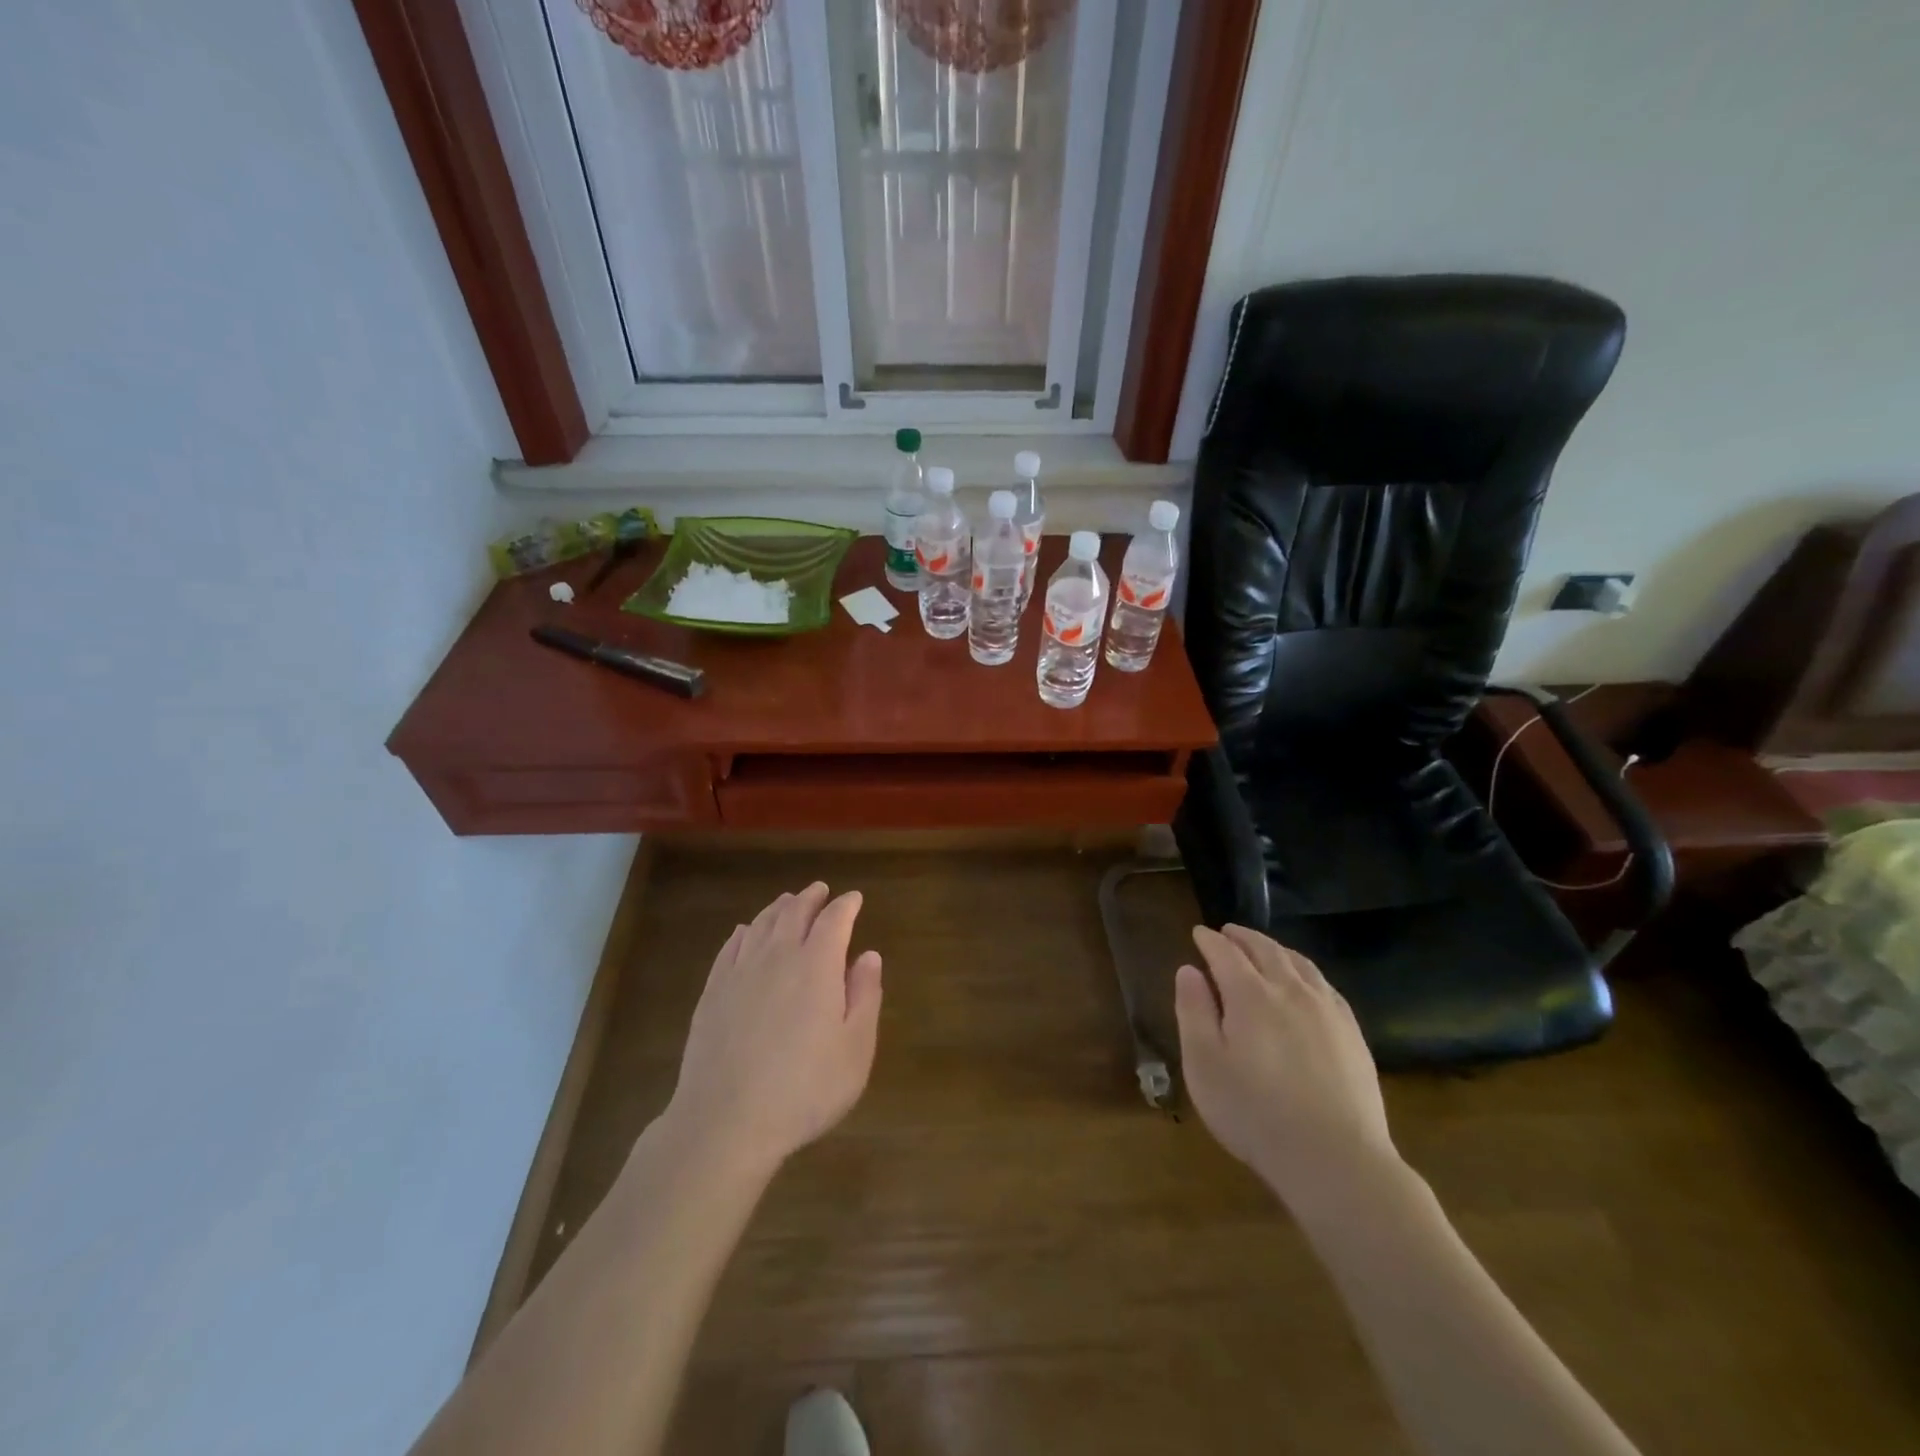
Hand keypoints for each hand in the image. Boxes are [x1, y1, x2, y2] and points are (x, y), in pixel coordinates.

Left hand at [665, 883, 882, 1175]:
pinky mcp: (712, 992)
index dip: (847, 906)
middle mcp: (778, 957)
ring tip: (788, 902)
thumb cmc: (804, 1089)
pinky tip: (746, 933)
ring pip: (761, 925)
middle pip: (795, 913)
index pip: (835, 920)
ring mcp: (740, 972)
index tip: (855, 899)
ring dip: (779, 909)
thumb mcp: (855, 1049)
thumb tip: (869, 955)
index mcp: (817, 965)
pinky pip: (730, 947)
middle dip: (811, 898)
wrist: (725, 1121)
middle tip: (821, 891)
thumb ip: (865, 996)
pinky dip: (744, 933)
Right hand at [1175, 925, 1397, 1214]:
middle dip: (1242, 937)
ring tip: (1263, 947)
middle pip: (1265, 950)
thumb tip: (1188, 970)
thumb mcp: (1204, 1065)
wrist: (1336, 1159)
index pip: (1225, 953)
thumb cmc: (1255, 1113)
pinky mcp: (1351, 1033)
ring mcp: (1327, 1010)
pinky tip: (1304, 981)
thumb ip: (1193, 1011)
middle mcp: (1290, 990)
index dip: (1209, 940)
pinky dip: (1306, 970)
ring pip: (1298, 963)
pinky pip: (1325, 985)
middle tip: (1227, 932)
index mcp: (1250, 994)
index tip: (1198, 933)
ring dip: (1275, 948)